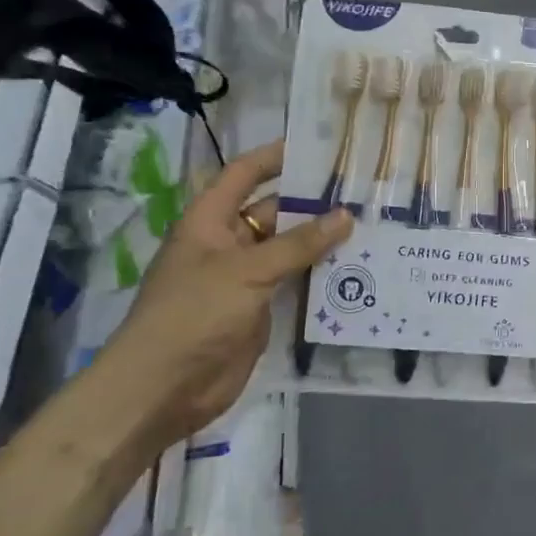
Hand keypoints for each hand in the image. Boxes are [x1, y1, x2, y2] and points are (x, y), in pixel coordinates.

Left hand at [103, 142, 350, 443]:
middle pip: (273, 213)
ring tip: (371, 226)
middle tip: (361, 191)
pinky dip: (321, 277)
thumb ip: (298, 244)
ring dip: (323, 242)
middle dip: (312, 203)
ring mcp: (245, 279)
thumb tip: (346, 215)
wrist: (164, 387)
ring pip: (290, 250)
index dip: (274, 157)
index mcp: (210, 222)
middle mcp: (228, 244)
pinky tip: (357, 270)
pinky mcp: (261, 310)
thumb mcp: (247, 271)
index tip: (316, 147)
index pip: (243, 175)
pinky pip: (295, 284)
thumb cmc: (194, 314)